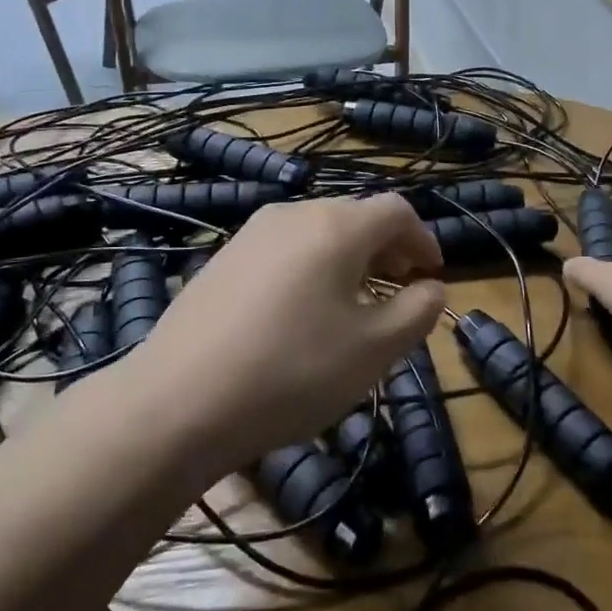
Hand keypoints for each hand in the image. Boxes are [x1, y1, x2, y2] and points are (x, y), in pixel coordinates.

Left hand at [130, 195, 445, 477]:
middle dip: (387, 250)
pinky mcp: (223, 258)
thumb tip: (432, 287)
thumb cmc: (292, 371)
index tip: (433, 275)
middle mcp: (294, 214)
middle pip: (356, 217)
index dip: (423, 239)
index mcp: (336, 226)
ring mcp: (252, 233)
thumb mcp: (373, 350)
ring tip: (355, 306)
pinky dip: (312, 268)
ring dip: (349, 260)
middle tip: (400, 292)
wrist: (179, 399)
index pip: (396, 211)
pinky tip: (302, 314)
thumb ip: (416, 312)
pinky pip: (285, 250)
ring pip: (318, 233)